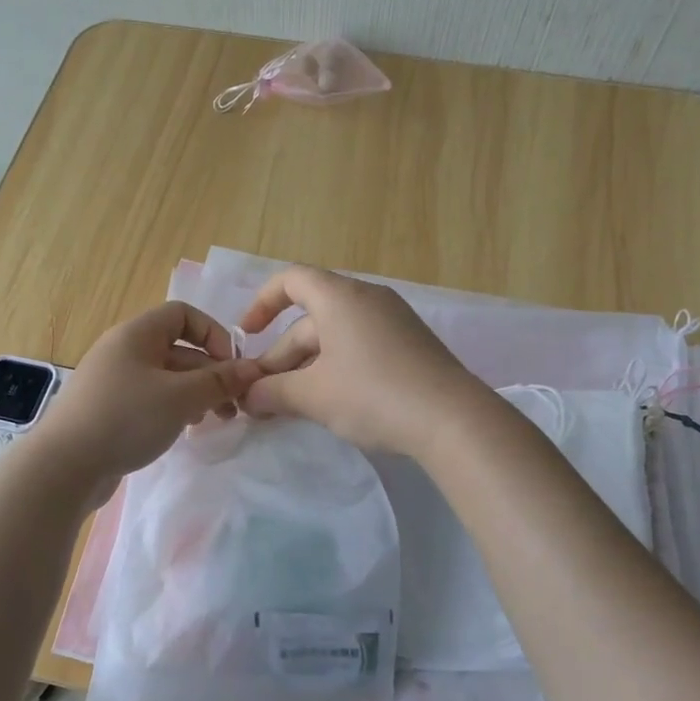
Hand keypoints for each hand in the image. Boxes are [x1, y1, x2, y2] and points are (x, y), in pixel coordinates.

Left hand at [32, 301, 258, 497]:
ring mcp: (114, 382)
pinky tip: (185, 430)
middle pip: (178, 350)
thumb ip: (219, 382)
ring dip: (196, 394)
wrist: (64, 467)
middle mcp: (123, 351)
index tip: (232, 366)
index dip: (213, 333)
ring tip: (215, 421)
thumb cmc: (126, 419)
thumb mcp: (181, 397)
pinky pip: (150, 400)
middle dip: (210, 374)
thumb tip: (252, 369)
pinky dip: (173, 410)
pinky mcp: (109, 411)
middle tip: (234, 406)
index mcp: (136, 335)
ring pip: (166, 379)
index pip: (183, 314)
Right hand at [238, 266, 484, 454]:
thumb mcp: (313, 395)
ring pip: (334, 339)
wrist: (452, 420)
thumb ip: (273, 392)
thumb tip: (248, 397)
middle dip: (280, 358)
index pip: (291, 280)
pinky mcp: (410, 348)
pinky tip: (328, 405)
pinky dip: (335, 371)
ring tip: (288, 408)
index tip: (247, 336)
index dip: (262, 303)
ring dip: (305, 369)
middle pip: (310, 320)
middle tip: (261, 399)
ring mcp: (393, 323)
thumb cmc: (372, 395)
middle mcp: (367, 300)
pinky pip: (359, 349)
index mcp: (340, 298)